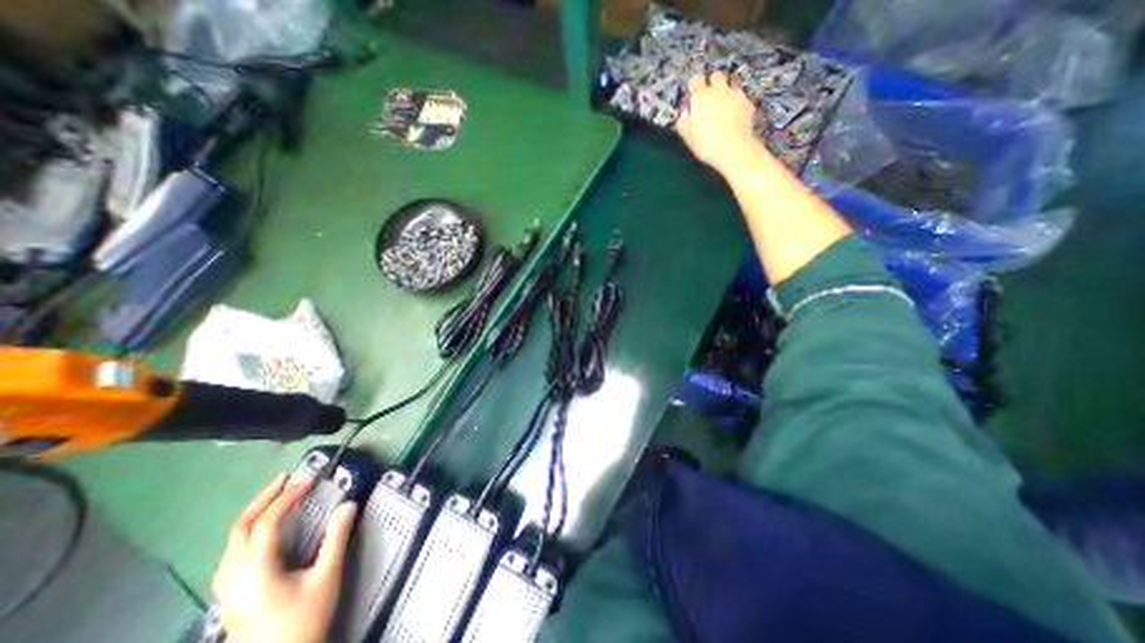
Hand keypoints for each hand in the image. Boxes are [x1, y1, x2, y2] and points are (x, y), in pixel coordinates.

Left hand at [211, 472, 355, 642]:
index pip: (266, 523)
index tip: (310, 480)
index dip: (287, 498)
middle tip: (286, 479)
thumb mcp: (325, 578)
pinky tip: (262, 532)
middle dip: (262, 499)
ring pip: (231, 543)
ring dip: (253, 514)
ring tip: (276, 497)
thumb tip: (348, 505)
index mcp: (255, 571)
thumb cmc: (302, 621)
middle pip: (239, 529)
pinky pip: (232, 553)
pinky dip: (248, 532)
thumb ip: (336, 539)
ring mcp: (226, 589)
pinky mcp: (230, 596)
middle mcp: (233, 577)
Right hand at [674, 69, 762, 172]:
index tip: (693, 96)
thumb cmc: (706, 144)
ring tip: (723, 108)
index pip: (695, 80)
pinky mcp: (748, 103)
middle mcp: (719, 90)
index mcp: (701, 97)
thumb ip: (683, 122)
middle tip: (709, 98)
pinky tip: (735, 115)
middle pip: (716, 75)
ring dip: (726, 92)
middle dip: (712, 83)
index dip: (694, 86)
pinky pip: (741, 97)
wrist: (734, 149)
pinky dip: (737, 103)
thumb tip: (683, 114)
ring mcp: (736, 95)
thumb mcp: (688, 137)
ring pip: (730, 85)